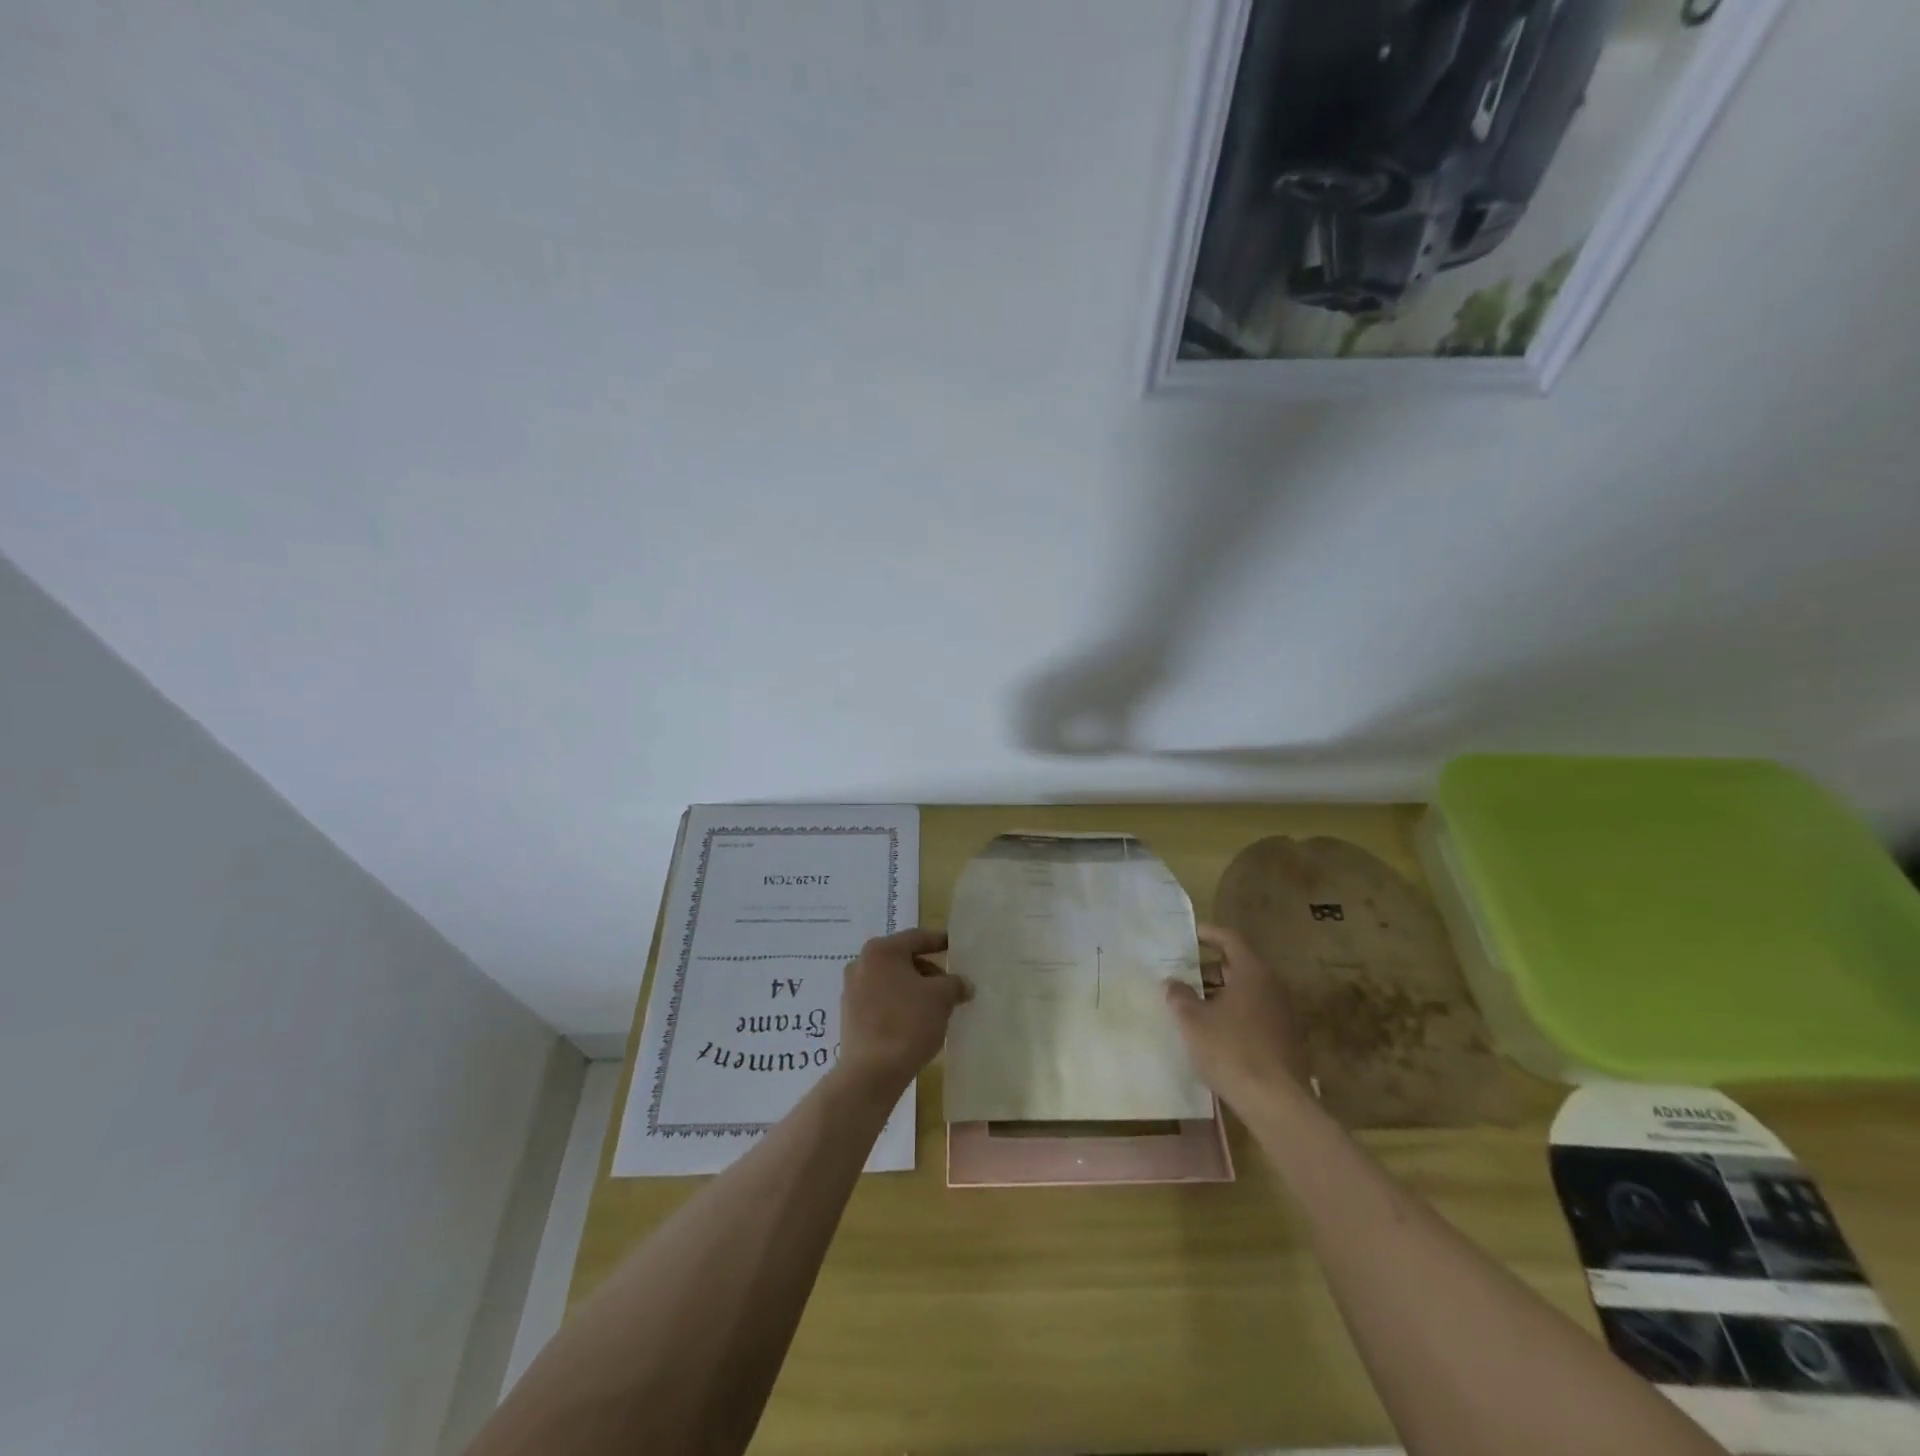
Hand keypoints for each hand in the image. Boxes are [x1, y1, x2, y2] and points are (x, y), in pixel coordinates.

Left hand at [837, 928, 970, 1095]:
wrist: (870, 1073)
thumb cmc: (907, 1023)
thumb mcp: (941, 998)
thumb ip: (955, 984)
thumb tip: (964, 984)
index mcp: (881, 951)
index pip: (916, 938)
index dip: (939, 941)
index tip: (954, 946)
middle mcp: (861, 964)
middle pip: (902, 959)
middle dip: (928, 971)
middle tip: (949, 985)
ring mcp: (852, 990)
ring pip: (891, 981)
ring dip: (914, 989)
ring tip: (935, 1007)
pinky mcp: (850, 1016)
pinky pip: (881, 1000)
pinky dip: (899, 1004)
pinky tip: (915, 1022)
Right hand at [1165, 923, 1309, 1113]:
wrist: (1276, 1102)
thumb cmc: (1231, 1050)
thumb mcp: (1193, 1020)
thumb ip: (1180, 996)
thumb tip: (1172, 983)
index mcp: (1253, 973)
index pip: (1231, 939)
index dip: (1209, 934)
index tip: (1190, 935)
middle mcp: (1273, 987)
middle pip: (1240, 965)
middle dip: (1211, 967)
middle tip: (1185, 971)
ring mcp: (1283, 1014)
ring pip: (1248, 991)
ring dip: (1222, 992)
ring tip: (1194, 1002)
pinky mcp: (1286, 1039)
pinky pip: (1256, 1013)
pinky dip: (1235, 1012)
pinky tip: (1215, 1030)